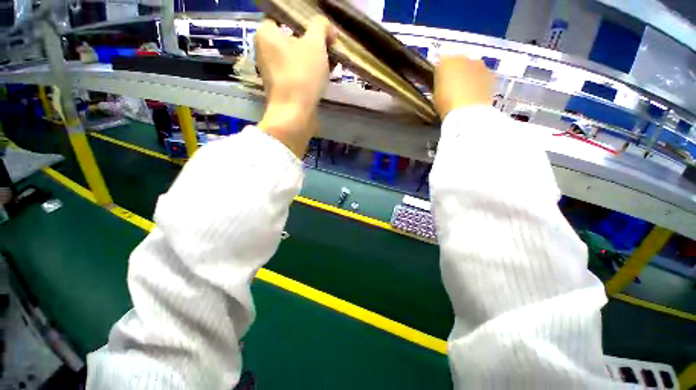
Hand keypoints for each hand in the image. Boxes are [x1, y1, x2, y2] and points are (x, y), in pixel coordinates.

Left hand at [255, 17, 336, 157]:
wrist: (295, 114)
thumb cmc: (302, 75)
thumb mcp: (315, 44)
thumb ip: (321, 27)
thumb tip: (327, 30)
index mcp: (266, 34)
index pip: (286, 17)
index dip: (306, 22)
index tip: (322, 32)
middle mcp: (265, 51)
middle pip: (294, 38)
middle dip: (315, 43)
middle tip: (330, 48)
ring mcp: (273, 72)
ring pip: (297, 58)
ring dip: (315, 59)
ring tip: (332, 64)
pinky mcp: (283, 88)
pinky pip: (298, 73)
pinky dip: (310, 73)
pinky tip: (325, 77)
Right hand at [434, 56, 492, 119]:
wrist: (468, 112)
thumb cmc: (446, 105)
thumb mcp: (435, 95)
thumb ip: (440, 85)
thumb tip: (444, 83)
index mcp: (445, 62)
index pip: (441, 64)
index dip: (440, 74)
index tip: (440, 84)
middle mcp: (463, 57)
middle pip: (458, 63)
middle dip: (457, 72)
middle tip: (453, 88)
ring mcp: (479, 64)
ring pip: (472, 68)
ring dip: (469, 77)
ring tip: (466, 93)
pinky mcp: (491, 74)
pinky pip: (482, 76)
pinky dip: (479, 83)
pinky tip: (475, 96)